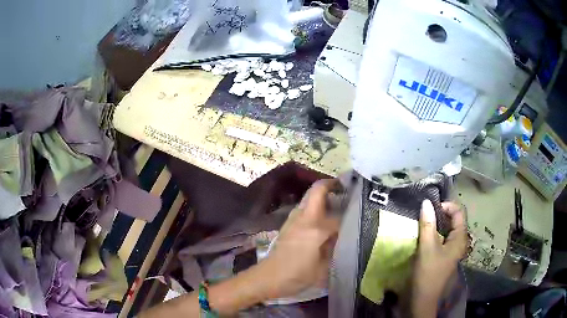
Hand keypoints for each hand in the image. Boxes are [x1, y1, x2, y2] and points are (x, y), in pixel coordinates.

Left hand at [256, 179, 341, 298]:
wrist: (269, 277)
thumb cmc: (298, 275)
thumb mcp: (323, 267)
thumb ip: (334, 249)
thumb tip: (341, 236)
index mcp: (315, 228)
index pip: (338, 216)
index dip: (349, 215)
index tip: (359, 211)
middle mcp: (304, 218)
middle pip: (317, 191)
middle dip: (331, 185)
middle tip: (345, 189)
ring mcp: (293, 219)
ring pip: (309, 197)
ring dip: (322, 195)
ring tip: (337, 202)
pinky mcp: (287, 224)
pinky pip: (304, 208)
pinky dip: (315, 206)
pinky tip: (322, 218)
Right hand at [412, 200, 466, 316]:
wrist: (423, 299)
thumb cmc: (428, 273)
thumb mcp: (427, 248)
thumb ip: (428, 224)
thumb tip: (426, 202)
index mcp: (460, 238)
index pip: (459, 212)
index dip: (446, 206)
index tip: (430, 208)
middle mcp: (459, 241)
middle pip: (454, 220)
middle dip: (441, 213)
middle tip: (425, 214)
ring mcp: (452, 249)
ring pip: (448, 229)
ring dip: (437, 223)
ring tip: (423, 222)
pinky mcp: (444, 256)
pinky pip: (443, 238)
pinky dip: (435, 233)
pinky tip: (424, 236)